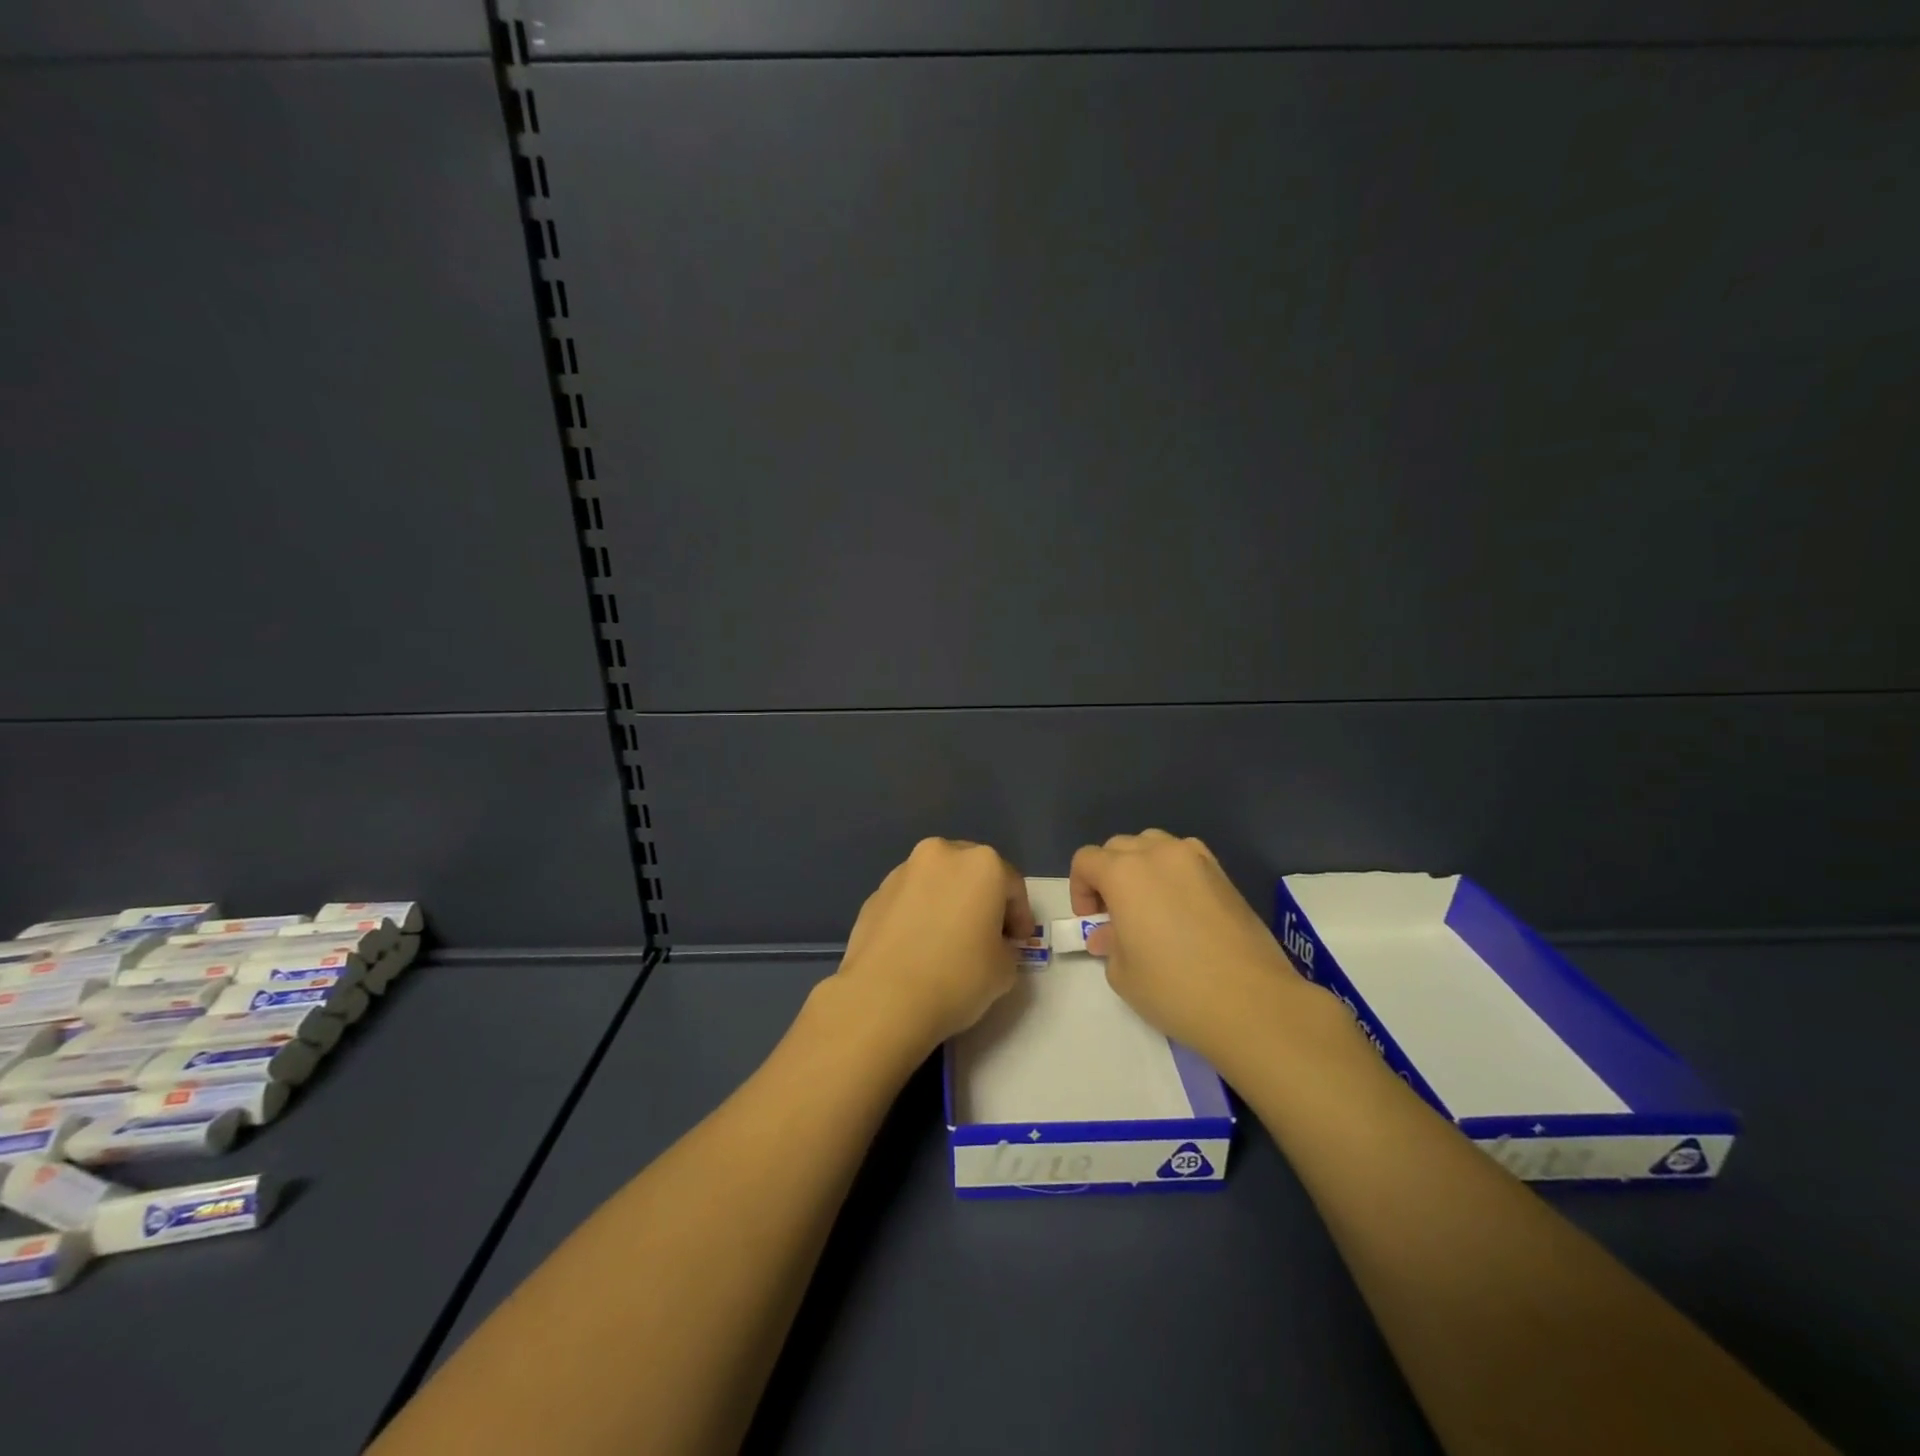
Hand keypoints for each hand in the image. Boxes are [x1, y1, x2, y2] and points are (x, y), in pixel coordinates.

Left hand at [831, 838, 1032, 1054]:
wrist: (883, 999)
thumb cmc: (957, 978)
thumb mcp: (1005, 969)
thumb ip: (1005, 947)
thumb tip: (991, 944)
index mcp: (981, 864)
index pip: (1012, 885)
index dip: (1020, 916)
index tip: (1018, 942)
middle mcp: (941, 855)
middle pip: (972, 873)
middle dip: (982, 900)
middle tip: (986, 935)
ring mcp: (902, 872)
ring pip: (937, 882)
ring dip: (947, 903)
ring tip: (947, 941)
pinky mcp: (874, 894)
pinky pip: (909, 900)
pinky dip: (919, 915)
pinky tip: (917, 948)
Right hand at [1071, 830, 1305, 1060]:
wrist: (1252, 1003)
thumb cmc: (1175, 989)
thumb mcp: (1123, 973)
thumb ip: (1110, 943)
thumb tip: (1109, 934)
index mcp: (1124, 872)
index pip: (1086, 860)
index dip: (1079, 889)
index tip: (1091, 921)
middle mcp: (1158, 854)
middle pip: (1118, 847)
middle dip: (1107, 875)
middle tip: (1115, 915)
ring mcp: (1196, 859)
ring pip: (1154, 844)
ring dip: (1140, 866)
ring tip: (1148, 905)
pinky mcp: (1224, 874)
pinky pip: (1185, 857)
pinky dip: (1172, 871)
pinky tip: (1180, 907)